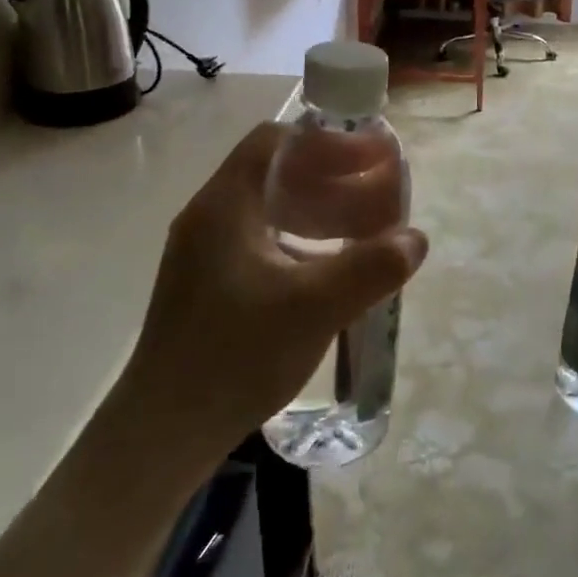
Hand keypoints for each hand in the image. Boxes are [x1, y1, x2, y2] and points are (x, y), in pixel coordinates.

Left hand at [125, 122, 427, 454]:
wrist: (162, 435)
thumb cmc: (235, 356)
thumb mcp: (315, 308)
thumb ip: (371, 267)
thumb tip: (415, 239)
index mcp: (226, 205)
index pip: (276, 141)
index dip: (328, 142)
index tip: (372, 156)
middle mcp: (211, 217)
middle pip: (276, 171)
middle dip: (332, 174)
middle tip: (378, 191)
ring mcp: (205, 252)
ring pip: (270, 208)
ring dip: (319, 207)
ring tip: (363, 226)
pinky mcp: (209, 284)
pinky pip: (263, 239)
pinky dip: (302, 238)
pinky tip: (330, 267)